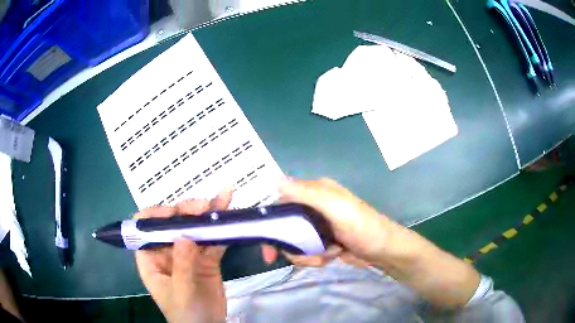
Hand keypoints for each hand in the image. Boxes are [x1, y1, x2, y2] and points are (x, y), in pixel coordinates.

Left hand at [134, 189, 231, 322]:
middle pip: (173, 224)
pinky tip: (229, 213)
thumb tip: (183, 236)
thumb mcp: (180, 292)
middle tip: (205, 207)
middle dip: (187, 211)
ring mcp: (188, 254)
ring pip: (195, 229)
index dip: (155, 216)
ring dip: (208, 213)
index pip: (145, 229)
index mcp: (151, 258)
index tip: (173, 213)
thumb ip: (181, 266)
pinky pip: (213, 241)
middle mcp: (167, 251)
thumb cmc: (185, 314)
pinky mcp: (207, 259)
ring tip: (223, 197)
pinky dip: (221, 229)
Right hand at [265, 177, 396, 267]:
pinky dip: (313, 258)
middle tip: (297, 258)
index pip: (281, 201)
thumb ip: (307, 193)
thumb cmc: (362, 227)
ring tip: (325, 255)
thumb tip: (275, 180)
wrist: (383, 251)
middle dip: (290, 245)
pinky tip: (330, 257)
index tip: (265, 244)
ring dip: (305, 254)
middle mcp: (313, 206)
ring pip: (293, 242)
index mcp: (315, 191)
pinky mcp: (321, 241)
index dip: (269, 220)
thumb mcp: (336, 207)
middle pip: (284, 226)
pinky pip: (305, 251)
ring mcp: (317, 225)